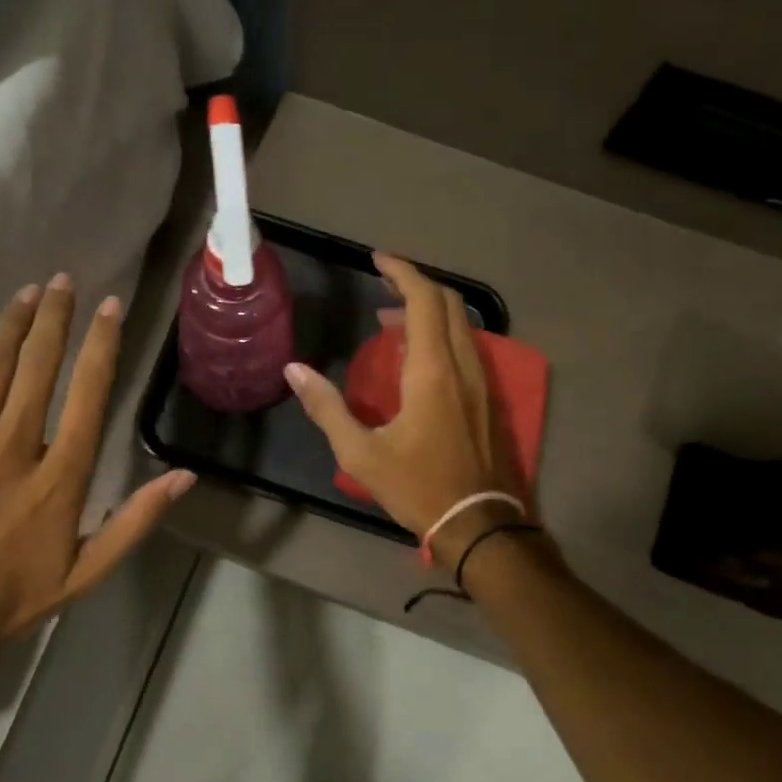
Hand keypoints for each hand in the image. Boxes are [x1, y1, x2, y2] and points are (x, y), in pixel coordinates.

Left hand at [0, 276, 195, 659]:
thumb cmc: (15, 598)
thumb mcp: (89, 571)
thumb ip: (136, 520)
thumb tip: (186, 477)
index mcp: (60, 477)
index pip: (88, 393)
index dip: (102, 345)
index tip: (111, 306)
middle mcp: (14, 449)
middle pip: (39, 367)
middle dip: (55, 317)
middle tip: (64, 280)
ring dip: (11, 326)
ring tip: (27, 292)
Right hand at [284, 253, 524, 561]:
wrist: (478, 522)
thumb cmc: (417, 487)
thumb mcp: (361, 452)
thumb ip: (326, 407)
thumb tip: (294, 370)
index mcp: (432, 371)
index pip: (423, 300)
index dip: (401, 271)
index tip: (376, 259)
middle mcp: (462, 365)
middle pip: (447, 302)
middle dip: (415, 283)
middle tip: (380, 280)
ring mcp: (481, 381)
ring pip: (459, 323)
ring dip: (427, 309)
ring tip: (388, 318)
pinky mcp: (487, 397)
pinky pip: (464, 346)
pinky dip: (439, 333)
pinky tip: (414, 354)